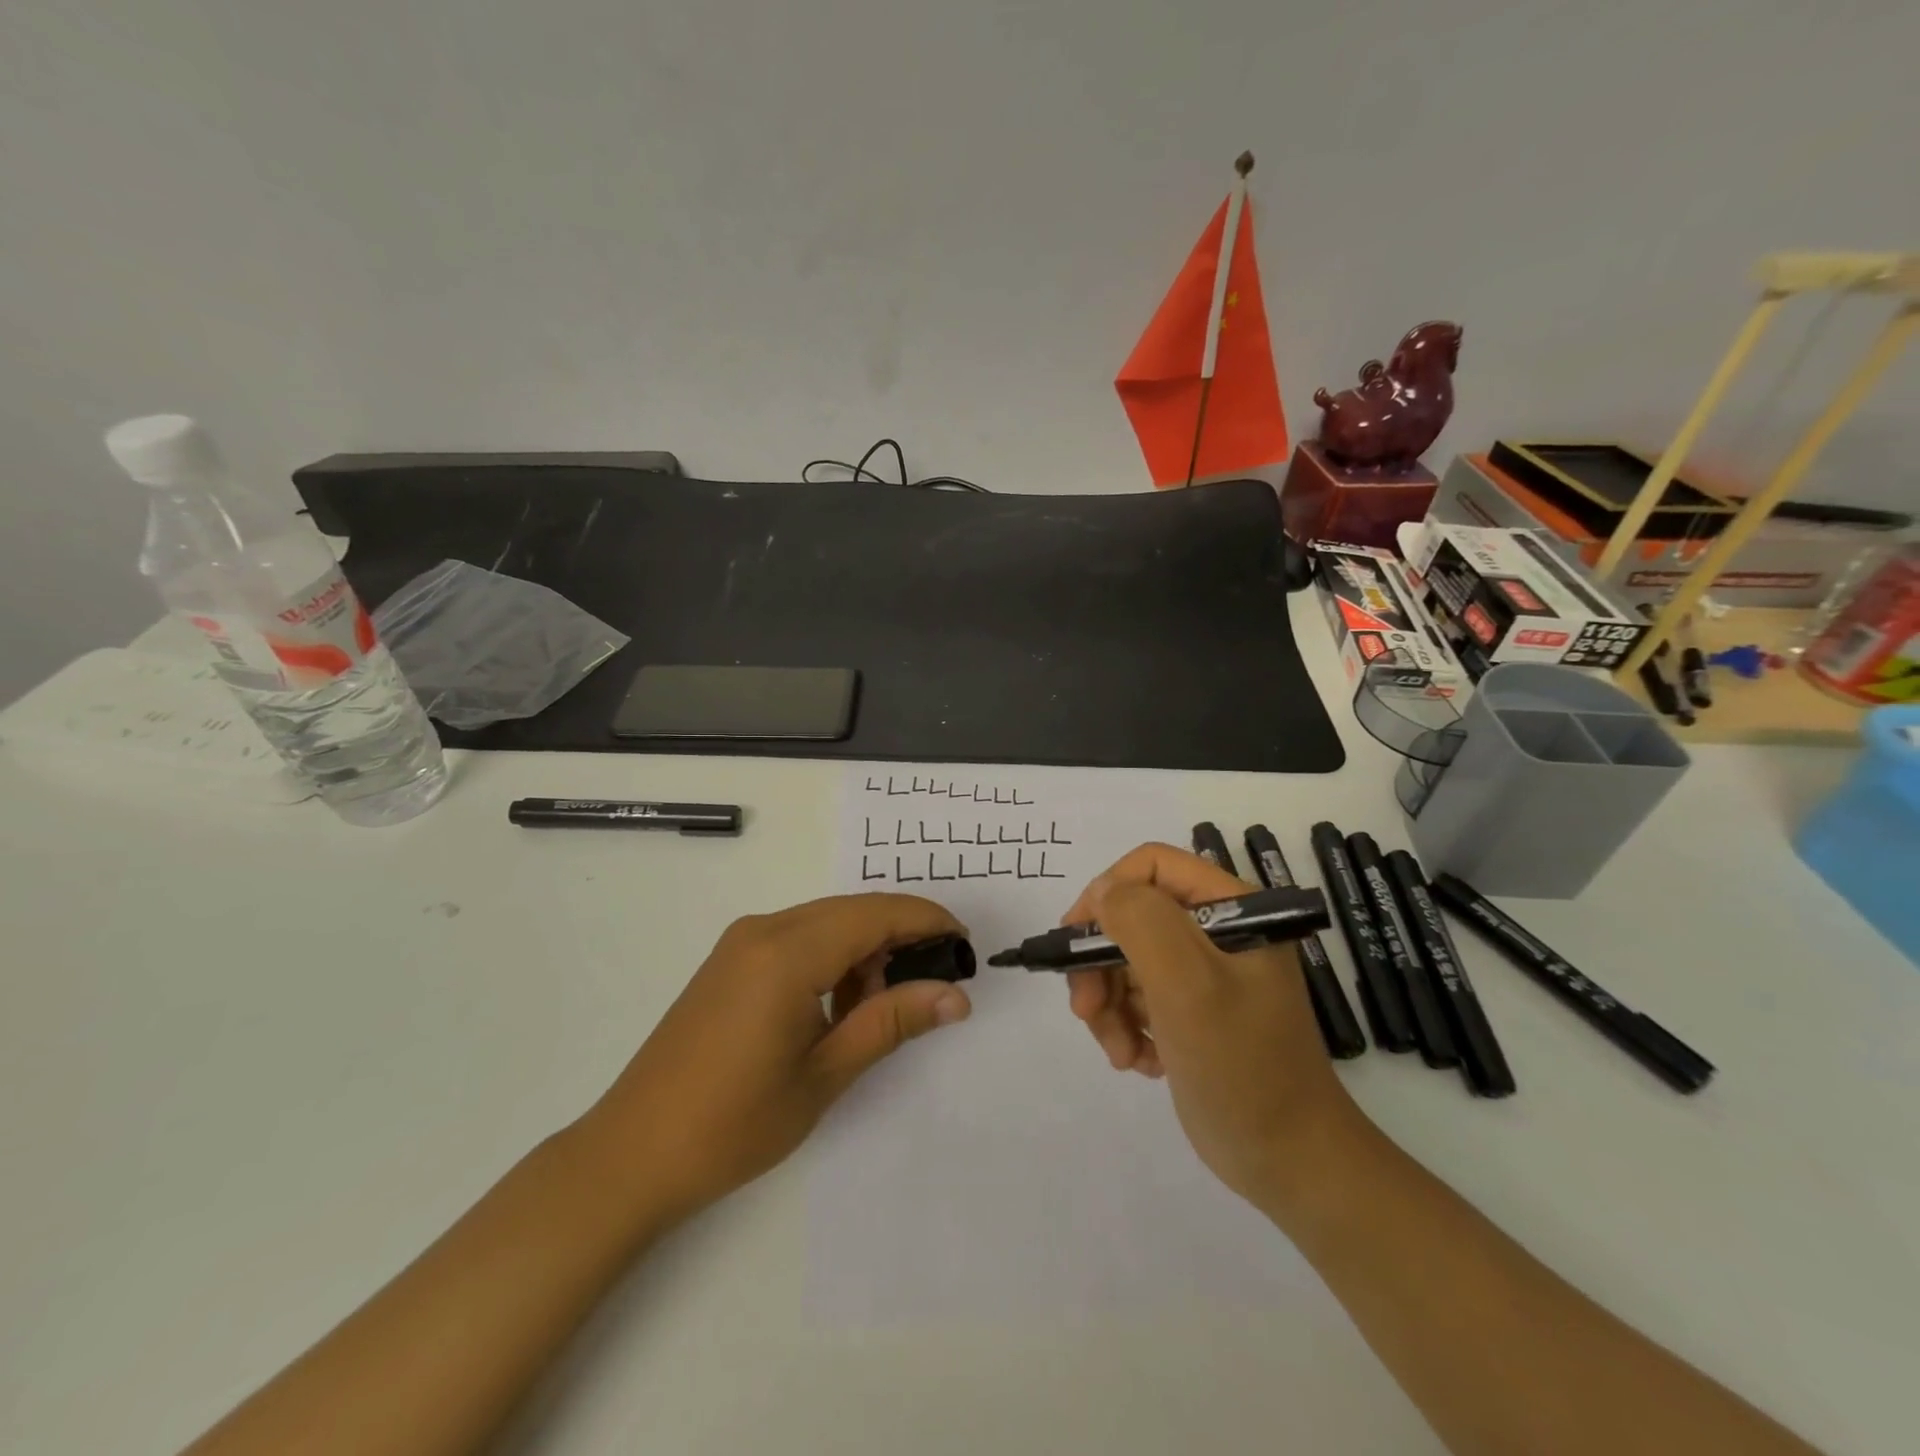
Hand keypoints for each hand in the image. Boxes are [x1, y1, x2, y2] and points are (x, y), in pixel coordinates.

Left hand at [585, 894, 970, 1225]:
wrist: (631, 1155)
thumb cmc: (733, 1123)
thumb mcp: (825, 1074)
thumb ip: (891, 1023)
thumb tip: (956, 996)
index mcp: (787, 952)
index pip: (875, 914)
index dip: (927, 921)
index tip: (964, 947)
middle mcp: (764, 930)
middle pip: (852, 911)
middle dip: (900, 936)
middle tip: (936, 981)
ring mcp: (741, 943)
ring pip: (826, 923)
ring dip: (865, 951)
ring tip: (884, 1007)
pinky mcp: (730, 961)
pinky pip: (798, 939)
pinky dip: (832, 958)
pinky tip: (841, 1005)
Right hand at [1063, 844, 1358, 1206]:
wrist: (1292, 1164)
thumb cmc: (1243, 1067)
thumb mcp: (1188, 985)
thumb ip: (1141, 922)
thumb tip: (1102, 891)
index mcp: (1231, 908)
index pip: (1151, 866)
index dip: (1106, 893)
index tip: (1075, 940)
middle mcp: (1218, 932)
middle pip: (1132, 918)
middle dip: (1101, 964)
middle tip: (1086, 1011)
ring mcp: (1205, 974)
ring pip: (1127, 961)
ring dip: (1110, 1005)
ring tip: (1120, 1052)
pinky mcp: (1192, 1012)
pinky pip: (1138, 998)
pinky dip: (1128, 1027)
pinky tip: (1141, 1062)